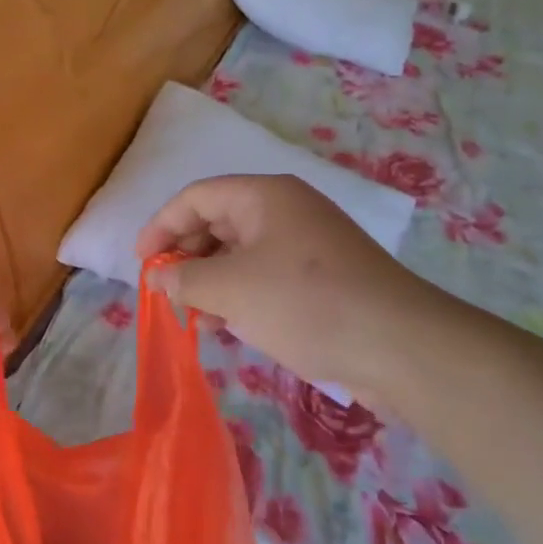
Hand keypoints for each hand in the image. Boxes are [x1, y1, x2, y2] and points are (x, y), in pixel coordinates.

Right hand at [136, 174, 453, 402]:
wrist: (401, 346)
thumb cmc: (305, 303)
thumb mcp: (231, 290)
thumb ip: (185, 280)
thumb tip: (159, 278)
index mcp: (264, 196)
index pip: (196, 197)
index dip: (161, 226)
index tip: (141, 264)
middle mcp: (286, 210)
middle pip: (218, 221)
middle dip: (186, 255)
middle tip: (167, 292)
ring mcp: (308, 243)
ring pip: (242, 252)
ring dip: (212, 279)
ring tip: (195, 315)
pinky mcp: (324, 277)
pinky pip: (266, 274)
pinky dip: (241, 294)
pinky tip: (230, 325)